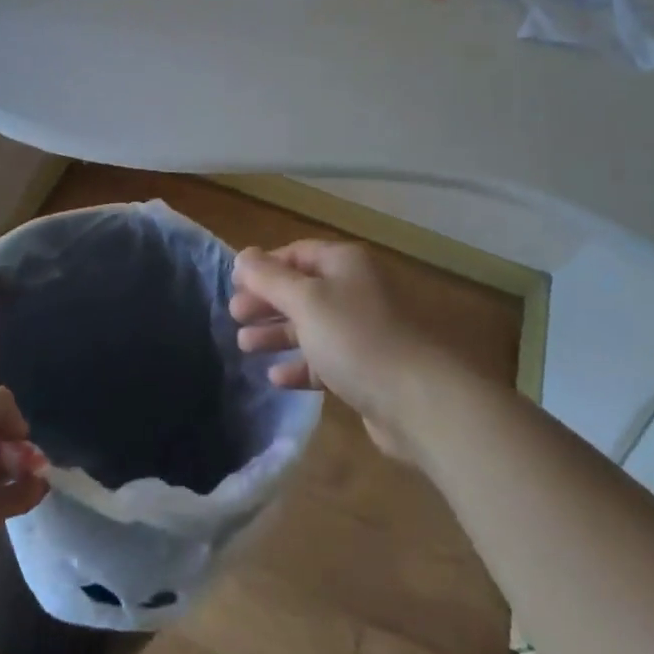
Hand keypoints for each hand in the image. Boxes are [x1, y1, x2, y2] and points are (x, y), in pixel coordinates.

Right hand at [231, 241, 490, 459]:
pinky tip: (276, 377)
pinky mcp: (367, 369)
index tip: (234, 284)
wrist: (419, 400)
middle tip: (234, 317)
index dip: (264, 266)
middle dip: (267, 302)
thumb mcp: (305, 301)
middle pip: (302, 290)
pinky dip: (300, 365)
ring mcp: (363, 331)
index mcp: (345, 264)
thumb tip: (243, 255)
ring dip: (278, 333)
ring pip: (311, 326)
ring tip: (244, 346)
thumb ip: (270, 278)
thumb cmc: (356, 337)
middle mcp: (355, 290)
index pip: (297, 253)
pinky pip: (325, 360)